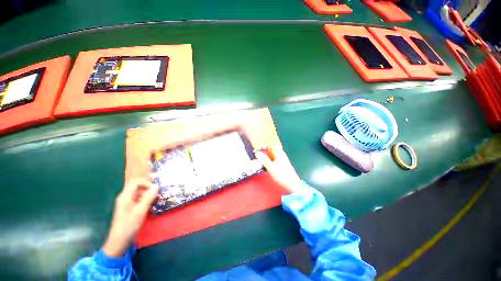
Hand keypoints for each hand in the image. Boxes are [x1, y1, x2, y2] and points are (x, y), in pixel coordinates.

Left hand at [103, 179, 158, 256]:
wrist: (119, 241)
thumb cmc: (129, 225)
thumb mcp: (140, 211)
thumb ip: (149, 197)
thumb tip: (157, 186)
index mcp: (125, 196)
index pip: (135, 182)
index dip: (146, 183)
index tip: (155, 188)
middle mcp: (125, 198)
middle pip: (137, 187)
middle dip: (148, 188)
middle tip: (158, 192)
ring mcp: (127, 203)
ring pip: (139, 193)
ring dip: (148, 194)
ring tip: (157, 198)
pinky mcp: (129, 209)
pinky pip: (138, 199)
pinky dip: (146, 199)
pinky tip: (151, 205)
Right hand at [255, 146, 302, 192]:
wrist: (293, 184)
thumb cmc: (282, 175)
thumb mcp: (271, 167)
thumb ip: (264, 159)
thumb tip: (257, 153)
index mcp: (278, 152)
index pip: (269, 145)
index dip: (262, 147)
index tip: (255, 151)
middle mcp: (280, 154)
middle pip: (270, 149)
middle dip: (263, 152)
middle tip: (256, 157)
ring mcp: (281, 158)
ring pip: (271, 155)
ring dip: (265, 157)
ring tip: (259, 161)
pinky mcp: (281, 163)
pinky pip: (273, 159)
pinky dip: (268, 160)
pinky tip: (265, 165)